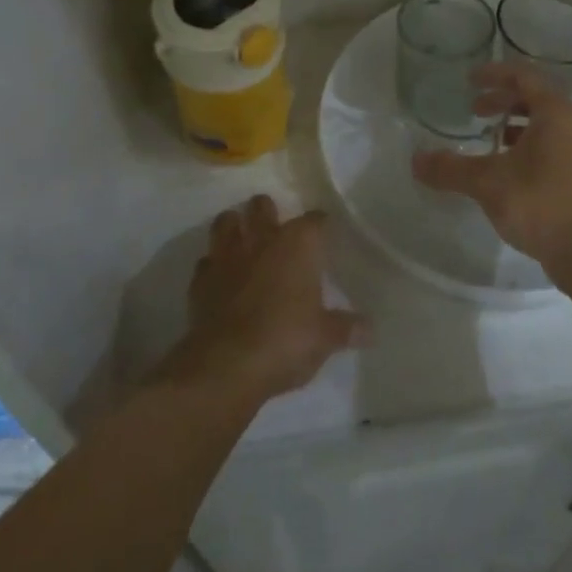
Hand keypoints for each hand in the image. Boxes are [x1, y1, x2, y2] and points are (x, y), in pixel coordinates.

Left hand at [162, 195, 365, 405]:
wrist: (226, 365)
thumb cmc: (286, 341)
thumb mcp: (325, 338)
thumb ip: (346, 328)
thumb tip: (371, 330)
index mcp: (298, 244)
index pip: (315, 220)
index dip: (321, 225)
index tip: (325, 233)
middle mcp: (262, 239)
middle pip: (263, 206)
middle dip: (268, 212)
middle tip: (276, 231)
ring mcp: (227, 256)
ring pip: (226, 222)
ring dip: (234, 226)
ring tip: (242, 240)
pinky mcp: (200, 280)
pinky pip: (205, 261)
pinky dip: (213, 265)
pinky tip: (220, 278)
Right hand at [409, 62, 571, 285]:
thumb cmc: (538, 202)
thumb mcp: (487, 182)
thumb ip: (450, 168)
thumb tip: (415, 160)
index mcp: (554, 112)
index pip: (523, 76)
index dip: (494, 74)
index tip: (469, 80)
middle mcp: (571, 122)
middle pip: (534, 97)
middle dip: (501, 99)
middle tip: (473, 109)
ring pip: (542, 121)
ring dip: (513, 122)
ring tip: (488, 137)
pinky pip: (549, 141)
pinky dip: (525, 142)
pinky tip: (505, 164)